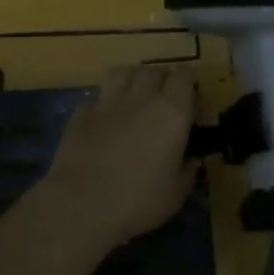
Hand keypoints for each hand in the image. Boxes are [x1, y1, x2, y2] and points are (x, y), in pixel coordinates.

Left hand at [32, 64, 198, 253]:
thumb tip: (192, 160)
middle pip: (154, 70)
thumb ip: (188, 171)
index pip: (184, 77)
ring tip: (135, 94)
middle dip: (162, 79)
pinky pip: (98, 94)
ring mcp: (108, 102)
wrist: (81, 204)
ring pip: (123, 72)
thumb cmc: (138, 200)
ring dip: (133, 78)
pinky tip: (107, 114)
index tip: (190, 95)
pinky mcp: (81, 112)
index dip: (189, 82)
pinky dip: (106, 99)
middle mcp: (141, 98)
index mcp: (171, 112)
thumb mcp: (176, 193)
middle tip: (164, 97)